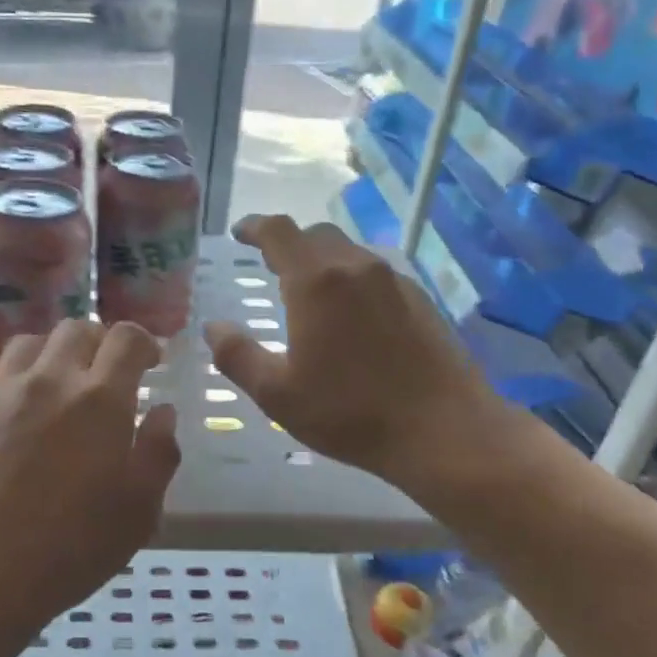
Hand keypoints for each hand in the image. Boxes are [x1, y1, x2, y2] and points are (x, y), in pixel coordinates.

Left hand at [0, 320, 180, 644]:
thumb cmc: (67, 550)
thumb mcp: (138, 512)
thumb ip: (158, 453)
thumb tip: (162, 412)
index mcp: (98, 399)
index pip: (126, 338)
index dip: (143, 342)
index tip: (149, 361)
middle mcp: (45, 381)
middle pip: (74, 330)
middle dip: (96, 344)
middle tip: (102, 375)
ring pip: (25, 346)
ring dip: (48, 358)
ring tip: (51, 390)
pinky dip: (4, 394)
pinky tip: (2, 428)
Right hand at [206, 216, 505, 495]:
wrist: (443, 429)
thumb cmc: (350, 413)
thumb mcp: (277, 394)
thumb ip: (237, 356)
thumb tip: (213, 327)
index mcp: (316, 282)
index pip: (279, 232)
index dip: (254, 226)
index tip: (239, 233)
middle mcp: (356, 268)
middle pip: (316, 235)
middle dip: (288, 243)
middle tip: (270, 265)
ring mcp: (394, 281)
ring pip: (349, 252)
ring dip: (322, 260)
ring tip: (309, 290)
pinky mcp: (420, 300)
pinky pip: (376, 274)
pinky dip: (352, 280)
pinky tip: (352, 315)